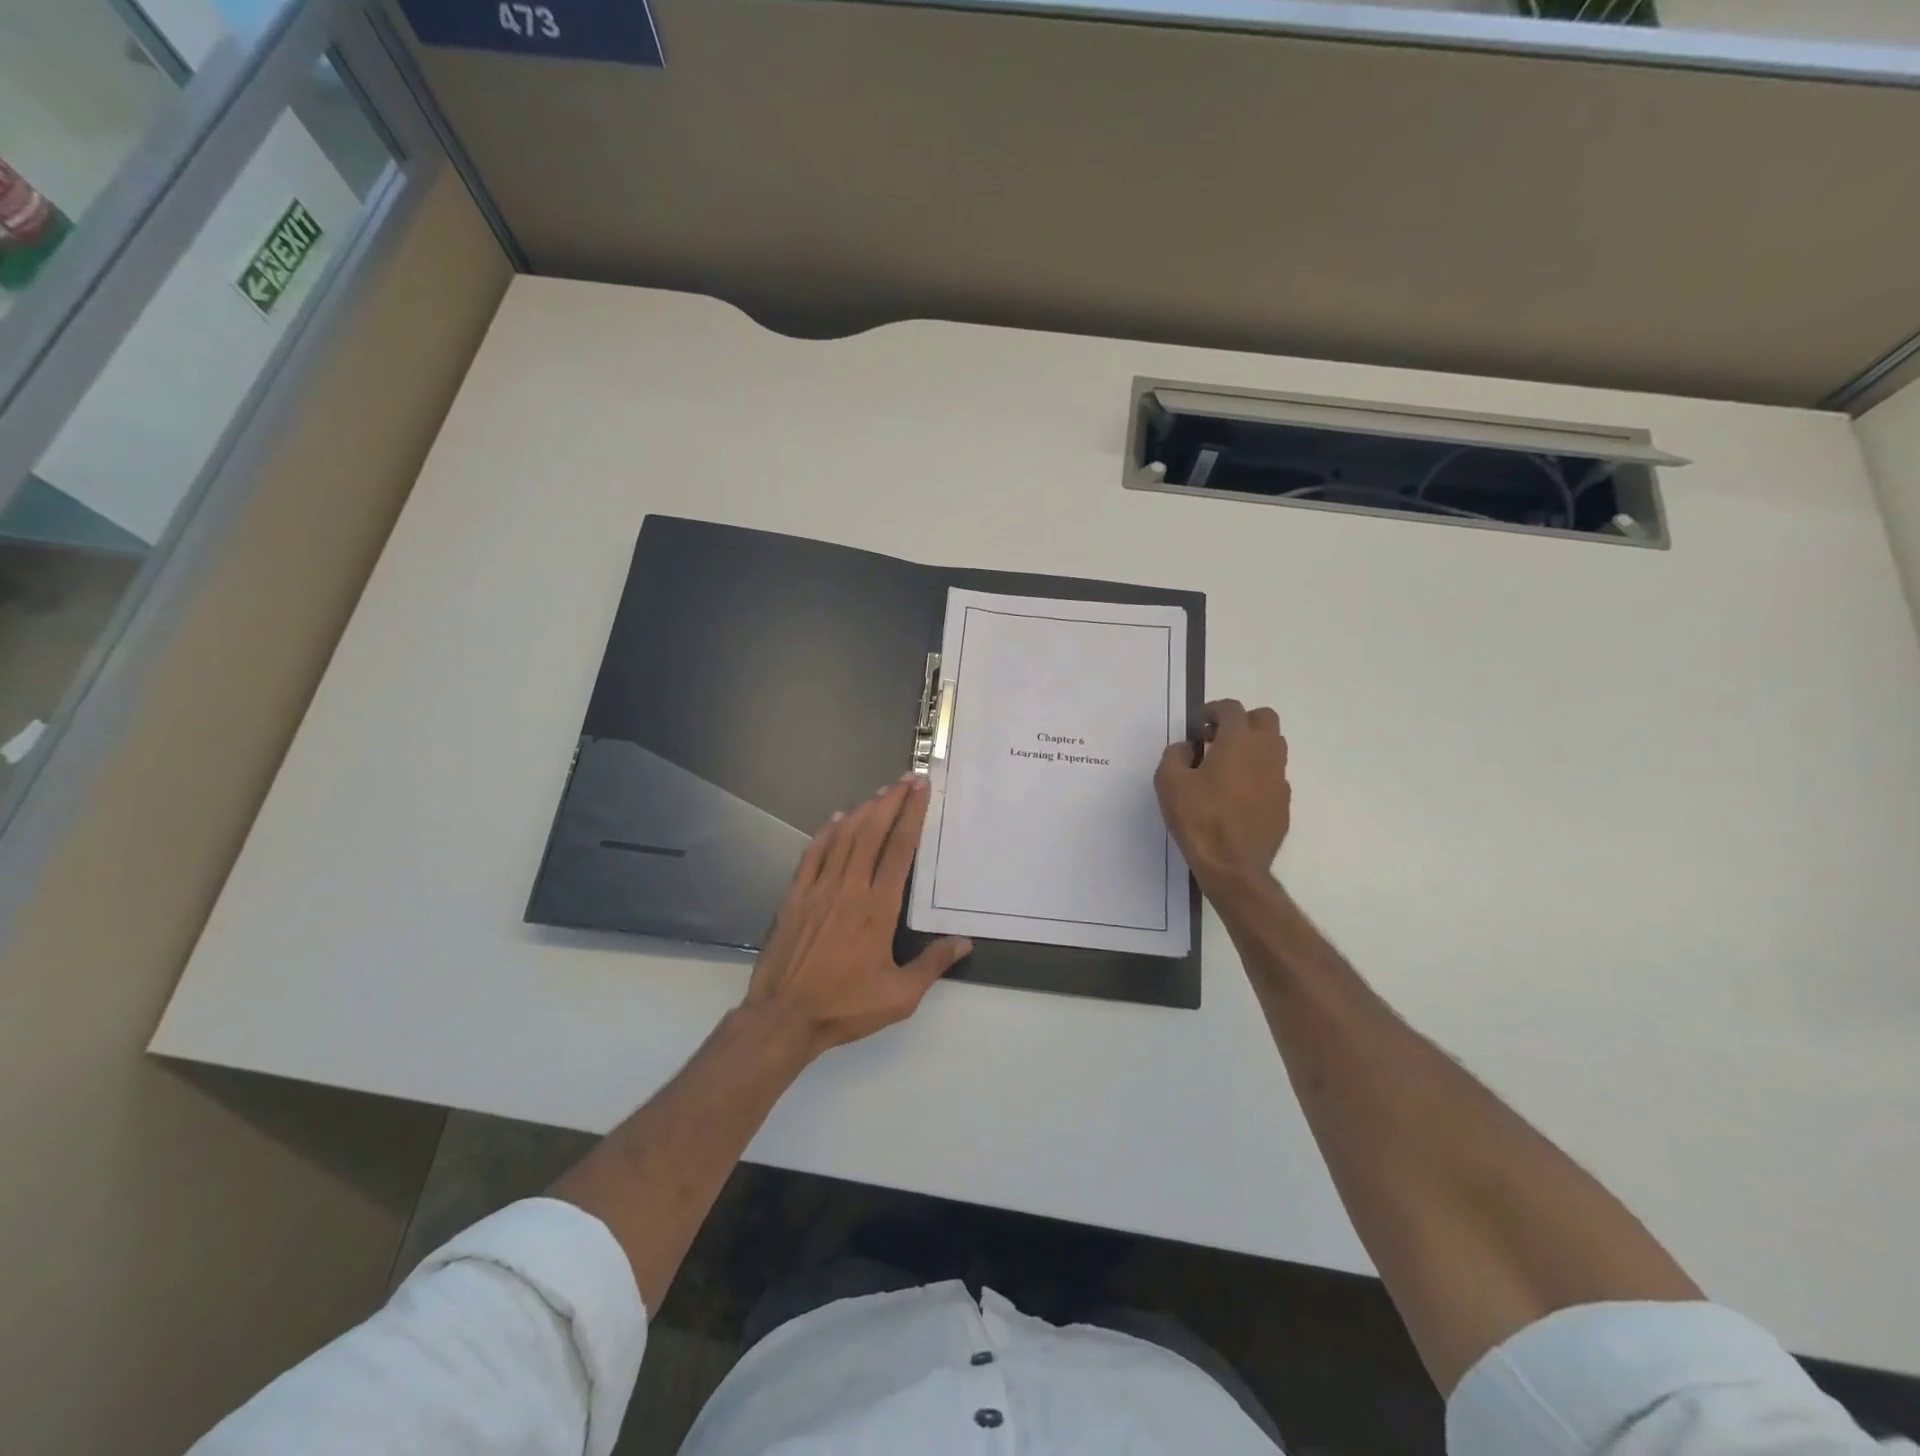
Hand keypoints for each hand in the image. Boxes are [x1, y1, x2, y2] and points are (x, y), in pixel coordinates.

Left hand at [742, 775, 971, 1058]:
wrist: (784, 1017)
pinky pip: (813, 854)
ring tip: (880, 793)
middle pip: (872, 833)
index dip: (912, 815)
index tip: (921, 790)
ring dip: (863, 811)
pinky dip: (826, 833)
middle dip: (891, 802)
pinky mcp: (795, 896)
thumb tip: (964, 942)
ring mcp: (819, 889)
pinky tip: (837, 819)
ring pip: (844, 838)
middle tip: (907, 779)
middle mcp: (850, 889)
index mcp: (878, 908)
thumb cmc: (845, 1006)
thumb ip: (933, 965)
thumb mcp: (900, 996)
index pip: (900, 849)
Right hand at [1155, 699, 1290, 891]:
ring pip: (1273, 746)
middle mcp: (1266, 754)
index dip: (1212, 710)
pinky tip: (1236, 795)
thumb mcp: (1169, 782)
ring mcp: (1279, 779)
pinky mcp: (1283, 803)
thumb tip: (1189, 748)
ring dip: (1251, 746)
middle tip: (1216, 739)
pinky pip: (1272, 775)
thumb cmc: (1199, 819)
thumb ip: (1175, 755)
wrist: (1233, 866)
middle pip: (1264, 719)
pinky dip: (1257, 774)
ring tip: (1226, 766)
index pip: (1231, 709)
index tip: (1197, 725)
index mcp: (1239, 742)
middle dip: (1240, 721)